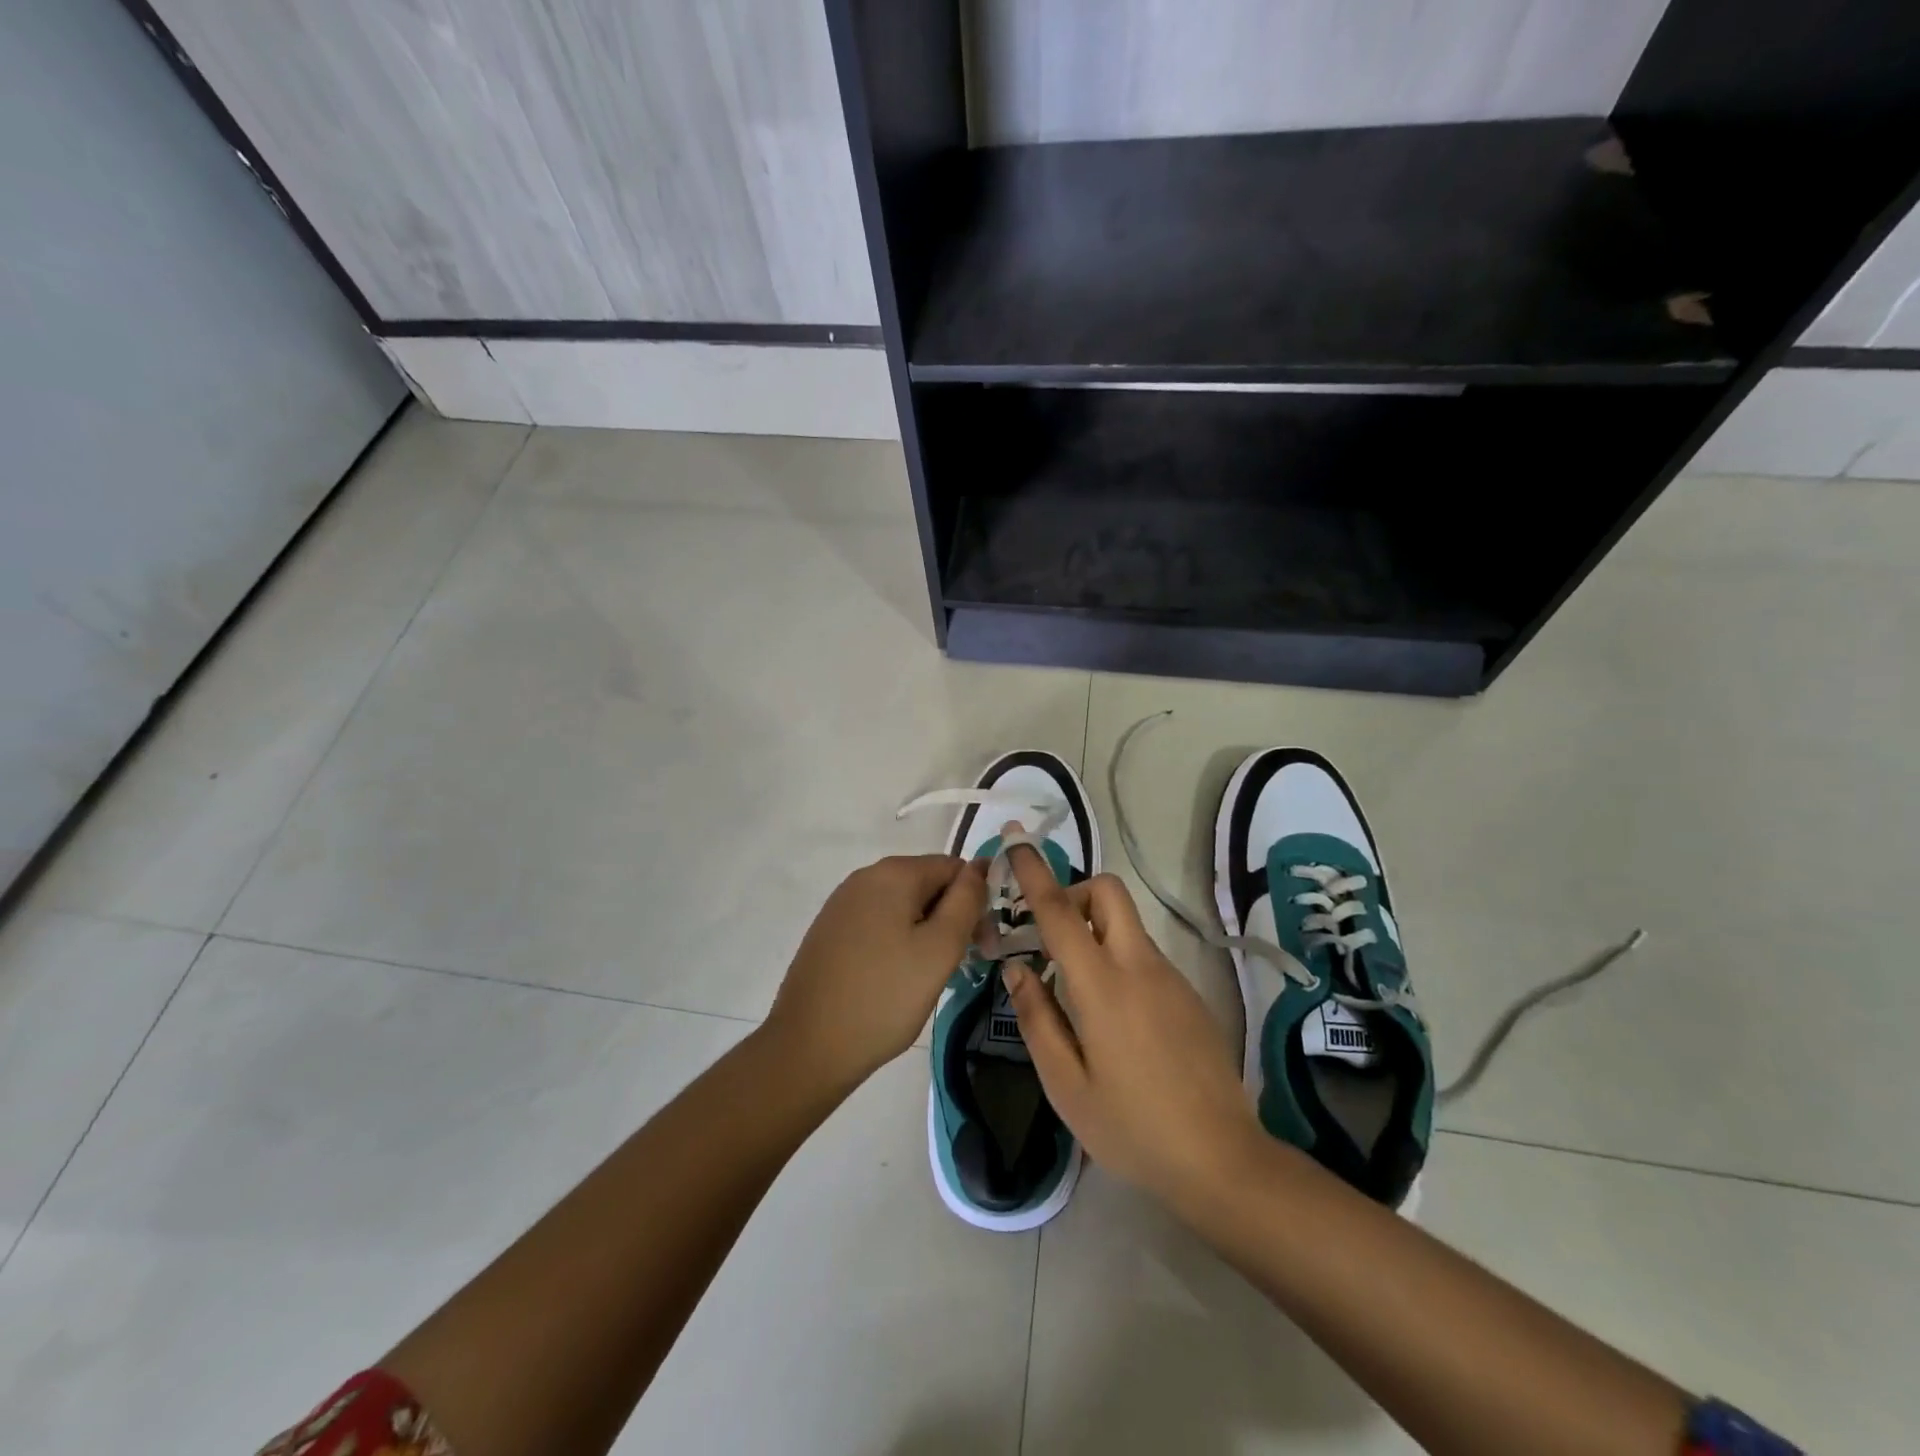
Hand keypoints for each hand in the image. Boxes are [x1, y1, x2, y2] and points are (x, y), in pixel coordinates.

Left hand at [766, 854, 985, 1092]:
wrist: (808, 1047)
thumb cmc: (884, 997)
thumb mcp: (940, 949)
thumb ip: (967, 901)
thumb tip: (980, 866)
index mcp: (893, 873)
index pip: (954, 868)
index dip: (975, 902)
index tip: (980, 945)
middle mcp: (865, 877)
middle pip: (927, 884)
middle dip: (950, 917)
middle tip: (958, 965)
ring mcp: (842, 903)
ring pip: (903, 906)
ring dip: (925, 932)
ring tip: (926, 977)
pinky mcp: (830, 930)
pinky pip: (878, 923)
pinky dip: (897, 942)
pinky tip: (895, 979)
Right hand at [1000, 846, 1263, 1205]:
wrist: (1222, 1159)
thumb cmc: (1132, 1128)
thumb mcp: (1066, 1085)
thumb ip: (1036, 1018)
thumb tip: (1017, 967)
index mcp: (1103, 985)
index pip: (1060, 912)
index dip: (1034, 873)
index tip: (1016, 841)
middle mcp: (1139, 966)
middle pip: (1107, 892)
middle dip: (1073, 892)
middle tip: (1048, 935)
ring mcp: (1170, 977)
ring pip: (1126, 923)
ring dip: (1093, 929)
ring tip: (1071, 986)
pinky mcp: (1189, 994)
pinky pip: (1143, 954)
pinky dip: (1117, 957)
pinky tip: (1112, 1017)